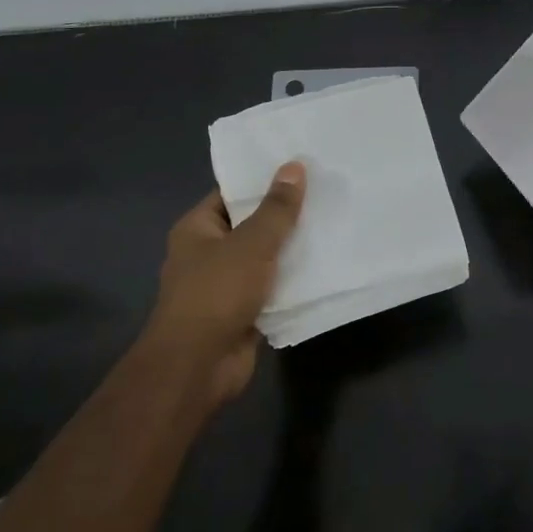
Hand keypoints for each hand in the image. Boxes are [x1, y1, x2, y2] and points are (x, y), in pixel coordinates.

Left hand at [146, 162, 305, 405]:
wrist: (198, 365)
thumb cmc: (217, 293)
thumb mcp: (252, 243)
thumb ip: (276, 208)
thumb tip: (294, 166)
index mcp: (198, 228)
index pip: (232, 193)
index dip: (264, 180)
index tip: (301, 168)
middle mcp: (208, 253)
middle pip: (252, 225)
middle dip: (285, 215)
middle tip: (327, 193)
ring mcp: (226, 284)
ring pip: (265, 259)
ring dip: (293, 250)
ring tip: (334, 224)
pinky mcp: (244, 312)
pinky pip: (273, 288)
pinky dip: (293, 282)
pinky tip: (326, 267)